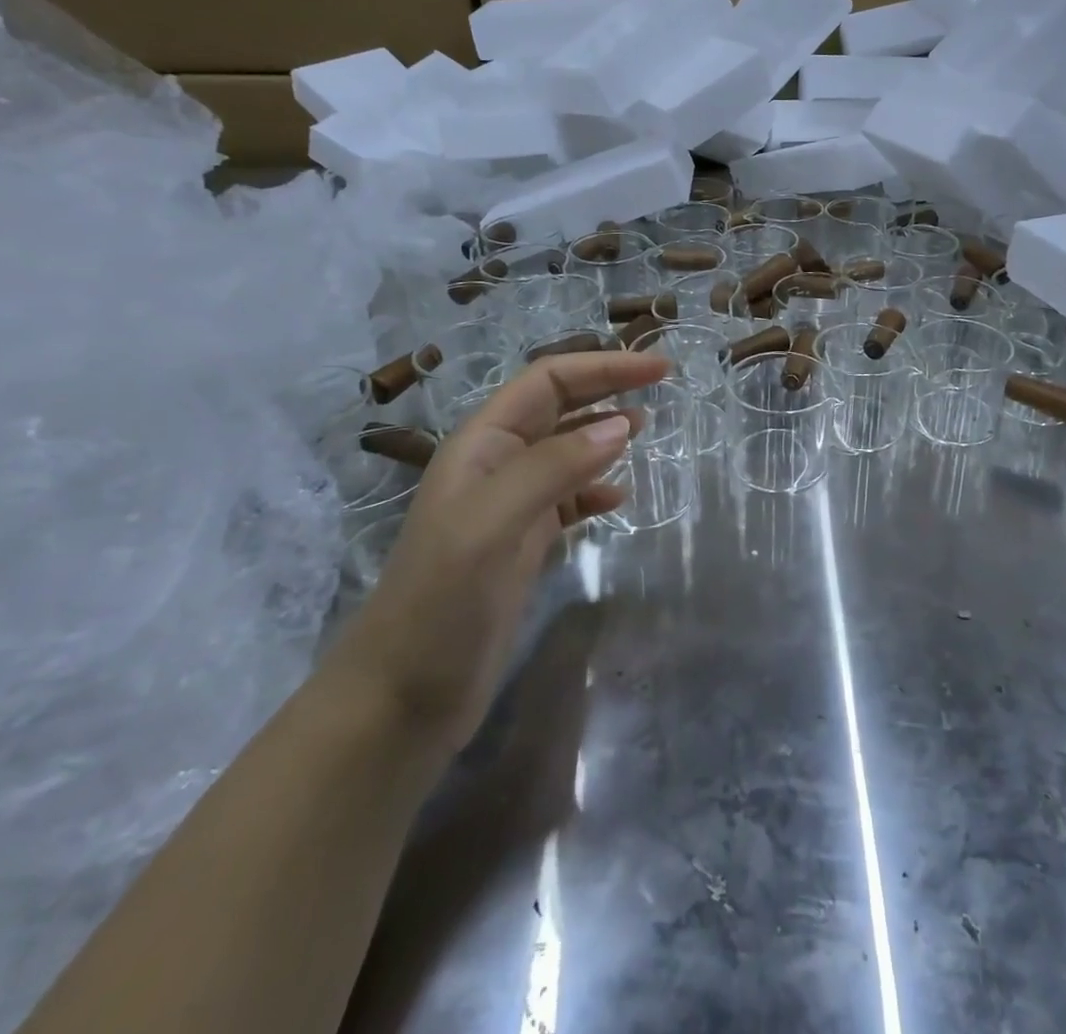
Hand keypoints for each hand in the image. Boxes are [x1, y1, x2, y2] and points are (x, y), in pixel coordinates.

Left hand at [325, 350, 668, 756]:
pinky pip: (569, 498)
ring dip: (605, 433)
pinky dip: (597, 489)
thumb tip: (622, 424)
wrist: (404, 698)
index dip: (603, 367)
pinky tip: (619, 498)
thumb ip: (554, 468)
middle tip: (662, 387)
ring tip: (646, 430)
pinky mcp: (523, 543)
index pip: (548, 381)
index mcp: (482, 445)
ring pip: (567, 449)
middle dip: (607, 389)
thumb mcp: (492, 525)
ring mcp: (510, 506)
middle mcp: (497, 465)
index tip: (659, 369)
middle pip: (560, 407)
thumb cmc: (441, 602)